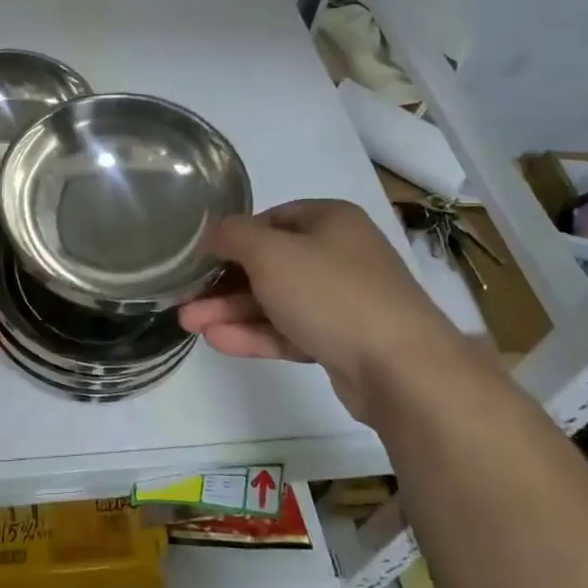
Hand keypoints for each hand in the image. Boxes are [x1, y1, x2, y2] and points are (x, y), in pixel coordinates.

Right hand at [179, 199, 459, 416]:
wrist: (401, 369)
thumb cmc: (331, 292)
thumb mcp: (270, 252)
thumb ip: (234, 236)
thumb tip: (214, 233)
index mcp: (330, 220)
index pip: (271, 219)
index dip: (234, 236)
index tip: (202, 256)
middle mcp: (339, 255)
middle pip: (270, 264)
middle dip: (224, 282)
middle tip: (185, 297)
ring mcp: (342, 302)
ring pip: (276, 301)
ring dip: (232, 311)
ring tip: (188, 323)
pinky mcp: (341, 343)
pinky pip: (290, 331)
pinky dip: (256, 334)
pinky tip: (218, 341)